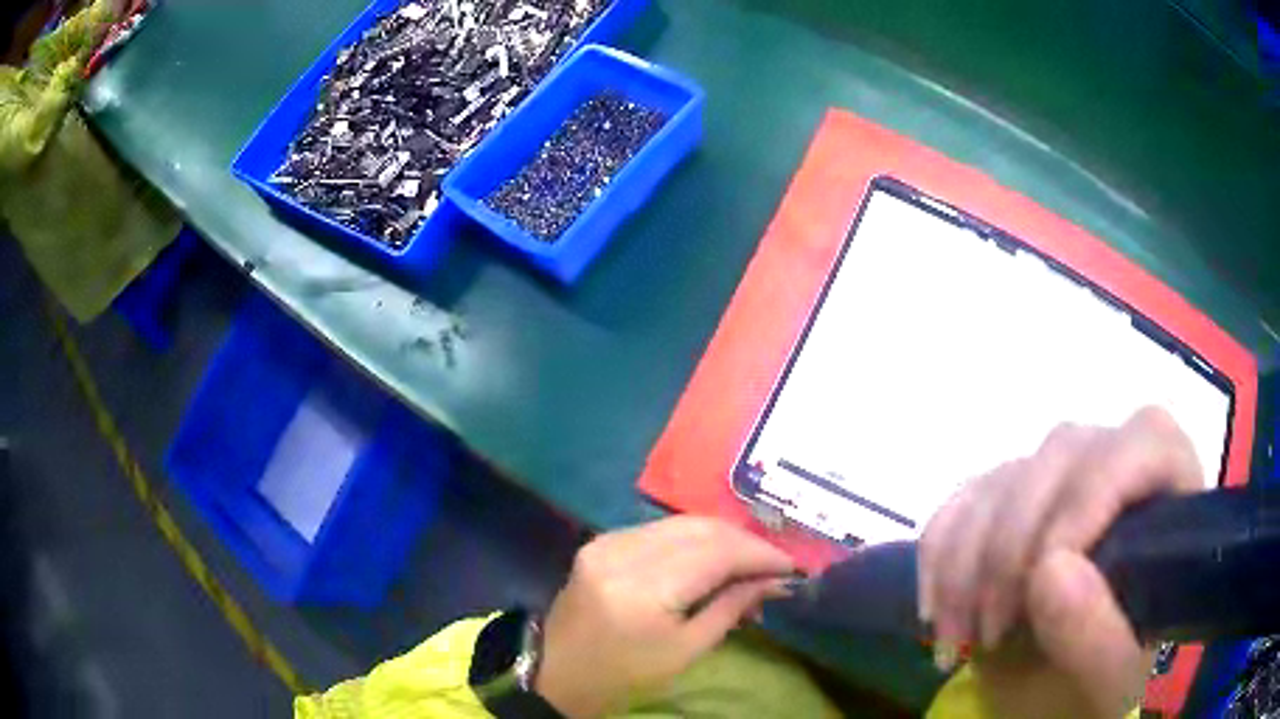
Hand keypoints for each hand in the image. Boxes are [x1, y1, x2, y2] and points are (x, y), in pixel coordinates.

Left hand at [535, 516, 794, 717]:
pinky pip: (659, 530)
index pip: (716, 554)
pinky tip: (711, 559)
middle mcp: (623, 552)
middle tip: (774, 566)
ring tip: (748, 564)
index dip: (759, 555)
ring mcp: (607, 541)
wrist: (558, 672)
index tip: (792, 567)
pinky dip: (693, 540)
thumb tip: (776, 581)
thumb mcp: (687, 650)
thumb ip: (732, 607)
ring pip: (682, 523)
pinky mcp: (601, 541)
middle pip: (701, 529)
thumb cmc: (626, 675)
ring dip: (722, 539)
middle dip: (745, 543)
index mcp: (643, 589)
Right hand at [919, 407, 1204, 717]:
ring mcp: (1059, 477)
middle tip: (990, 635)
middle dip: (1013, 549)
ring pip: (1003, 477)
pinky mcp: (1009, 497)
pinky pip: (961, 500)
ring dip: (964, 565)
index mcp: (1170, 492)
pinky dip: (937, 556)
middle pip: (1060, 455)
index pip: (1143, 441)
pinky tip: (937, 613)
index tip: (1041, 583)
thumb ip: (1097, 636)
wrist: (1060, 698)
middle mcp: (1117, 462)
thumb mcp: (1109, 682)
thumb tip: (1050, 569)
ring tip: (958, 642)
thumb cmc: (1101, 688)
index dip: (1091, 497)